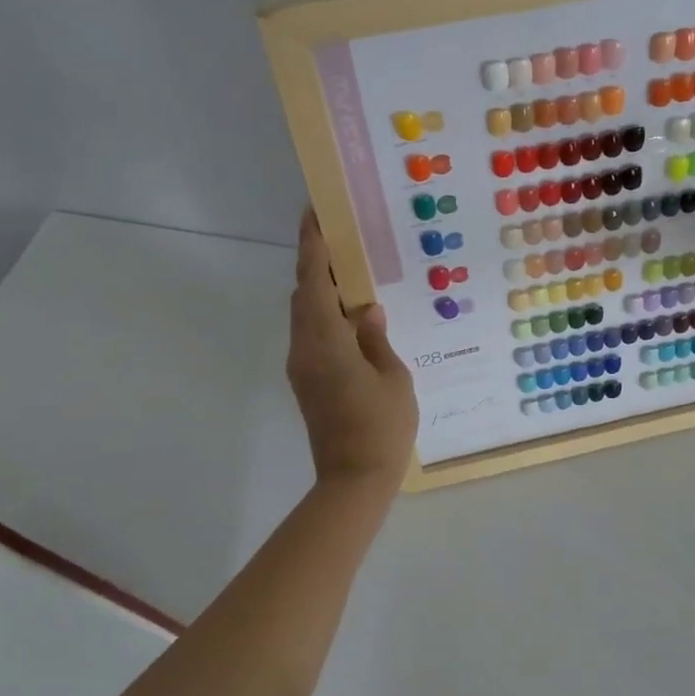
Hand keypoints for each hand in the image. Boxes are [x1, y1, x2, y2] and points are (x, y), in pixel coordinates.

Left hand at [287, 210, 418, 486]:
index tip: (314, 215)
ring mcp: (302, 368)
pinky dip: (325, 318)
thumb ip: (377, 339)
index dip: (313, 247)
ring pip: (305, 317)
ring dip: (321, 293)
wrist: (354, 480)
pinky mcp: (306, 383)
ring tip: (350, 276)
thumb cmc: (381, 427)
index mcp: (326, 343)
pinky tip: (352, 318)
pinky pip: (312, 336)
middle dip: (317, 266)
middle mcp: (305, 350)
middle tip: (341, 241)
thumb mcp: (393, 378)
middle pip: (303, 296)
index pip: (314, 283)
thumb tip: (367, 313)